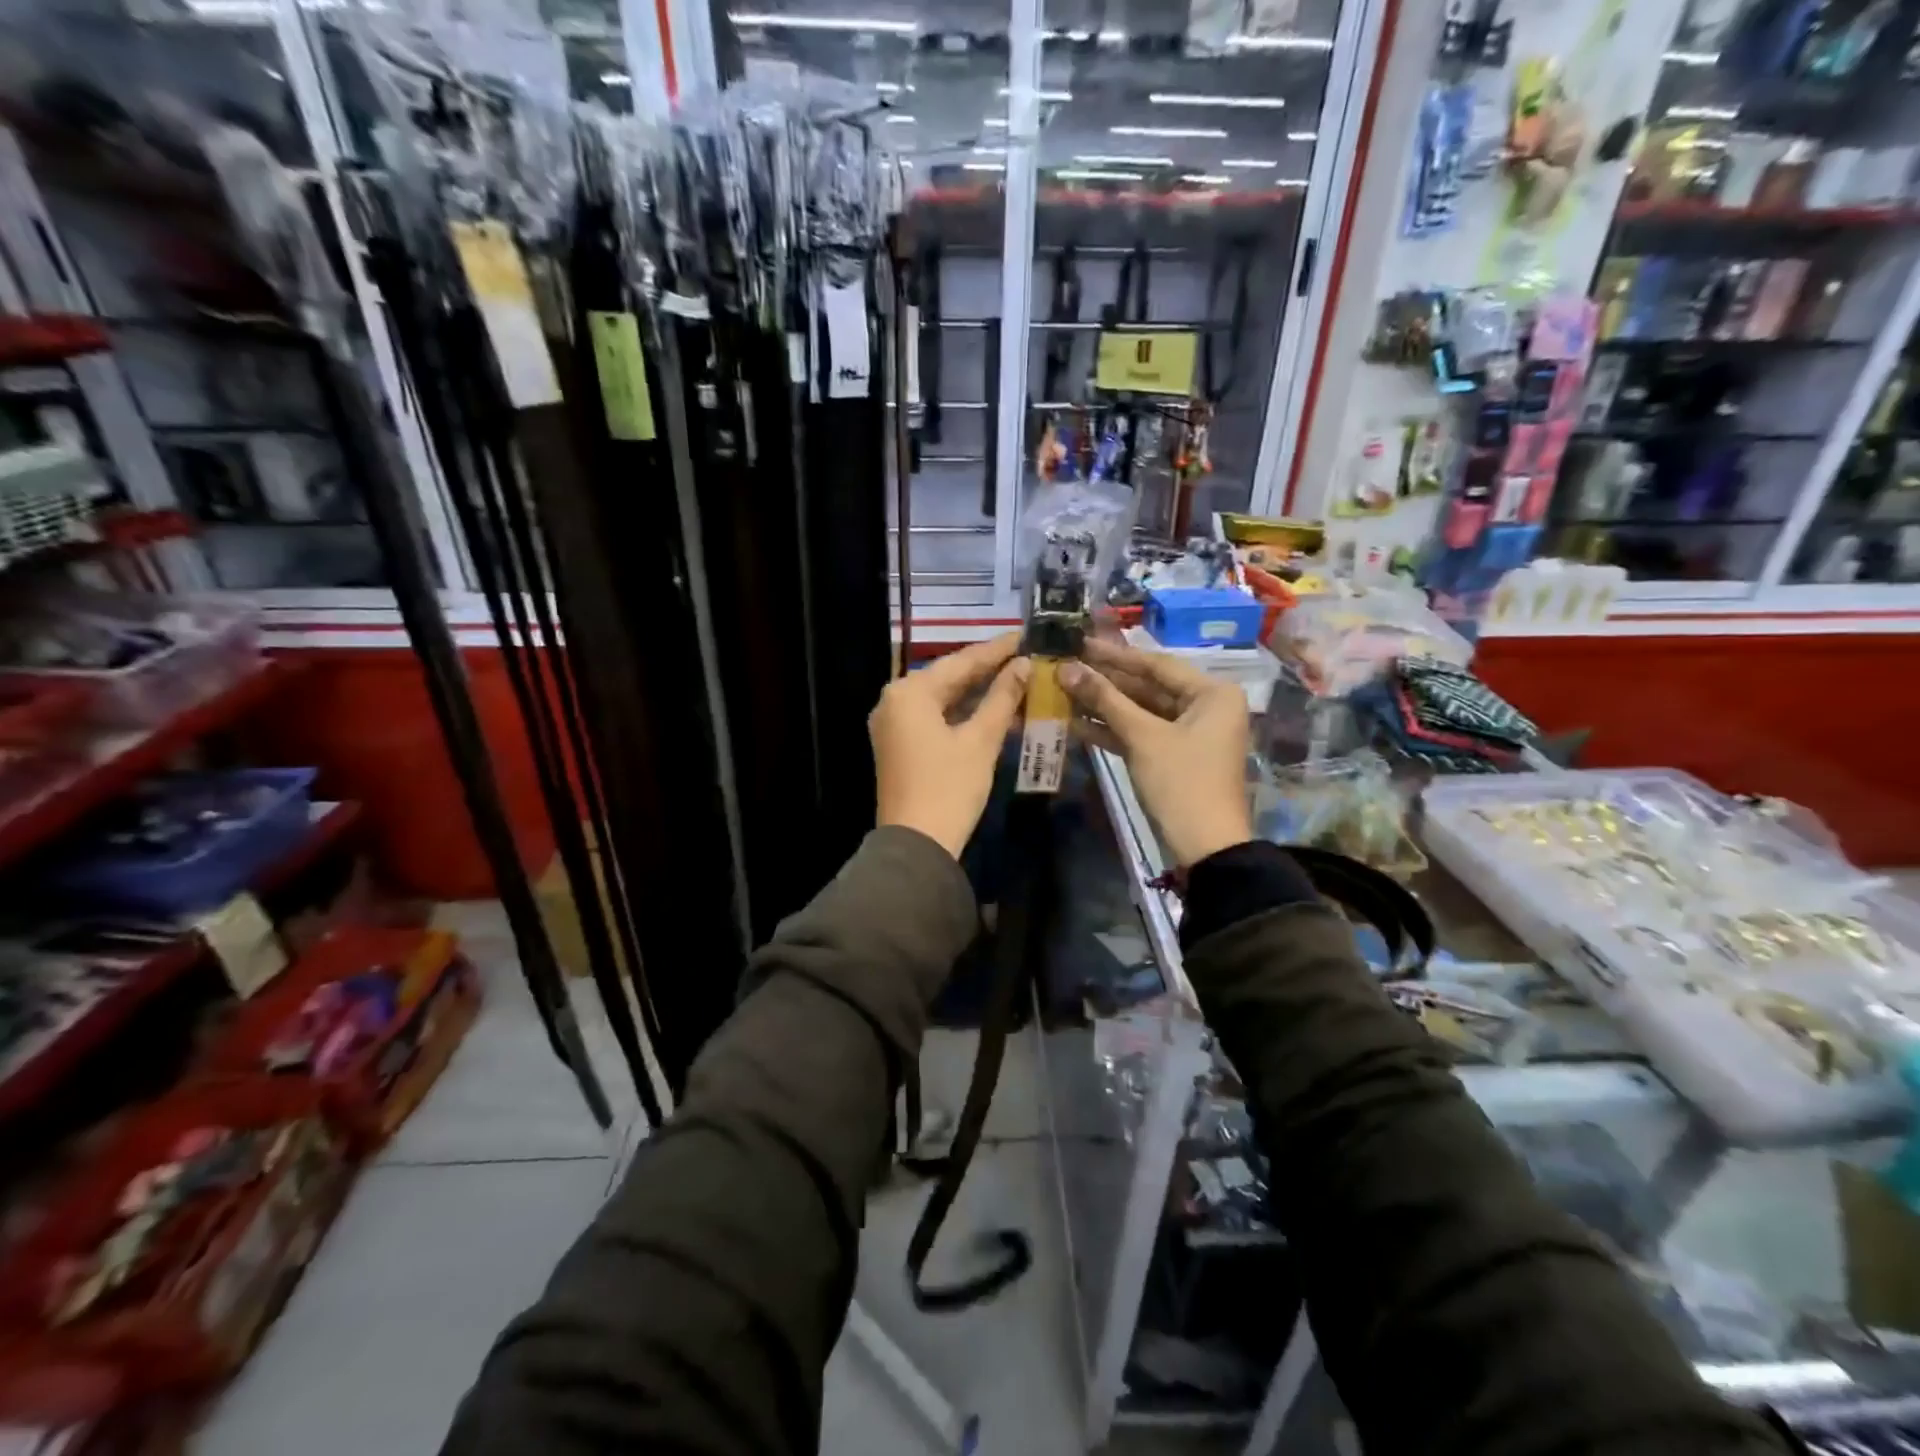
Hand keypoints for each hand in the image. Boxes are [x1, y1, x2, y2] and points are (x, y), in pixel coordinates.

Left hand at [871, 633, 1030, 858]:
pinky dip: (963, 714)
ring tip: (1018, 679)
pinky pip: (935, 717)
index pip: (961, 661)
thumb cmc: (949, 788)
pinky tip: (995, 710)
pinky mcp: (900, 744)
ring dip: (979, 693)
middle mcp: (894, 700)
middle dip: (988, 670)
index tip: (1026, 635)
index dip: (996, 650)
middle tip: (1026, 655)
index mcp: (909, 692)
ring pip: (943, 698)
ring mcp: (894, 724)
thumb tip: (1023, 665)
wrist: (916, 844)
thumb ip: (1002, 698)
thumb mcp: (980, 740)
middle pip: (949, 677)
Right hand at [1058, 639, 1252, 866]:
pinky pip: (1142, 734)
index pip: (1157, 664)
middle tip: (1066, 666)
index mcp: (1212, 693)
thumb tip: (1066, 669)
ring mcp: (1190, 733)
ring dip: (1104, 706)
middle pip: (1148, 687)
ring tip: (1064, 691)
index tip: (1080, 643)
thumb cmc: (1182, 782)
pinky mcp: (1174, 756)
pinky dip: (1113, 730)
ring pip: (1141, 711)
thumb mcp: (1143, 737)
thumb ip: (1105, 700)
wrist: (1205, 846)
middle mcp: (1206, 706)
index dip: (1115, 655)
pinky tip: (1077, 722)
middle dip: (1106, 682)